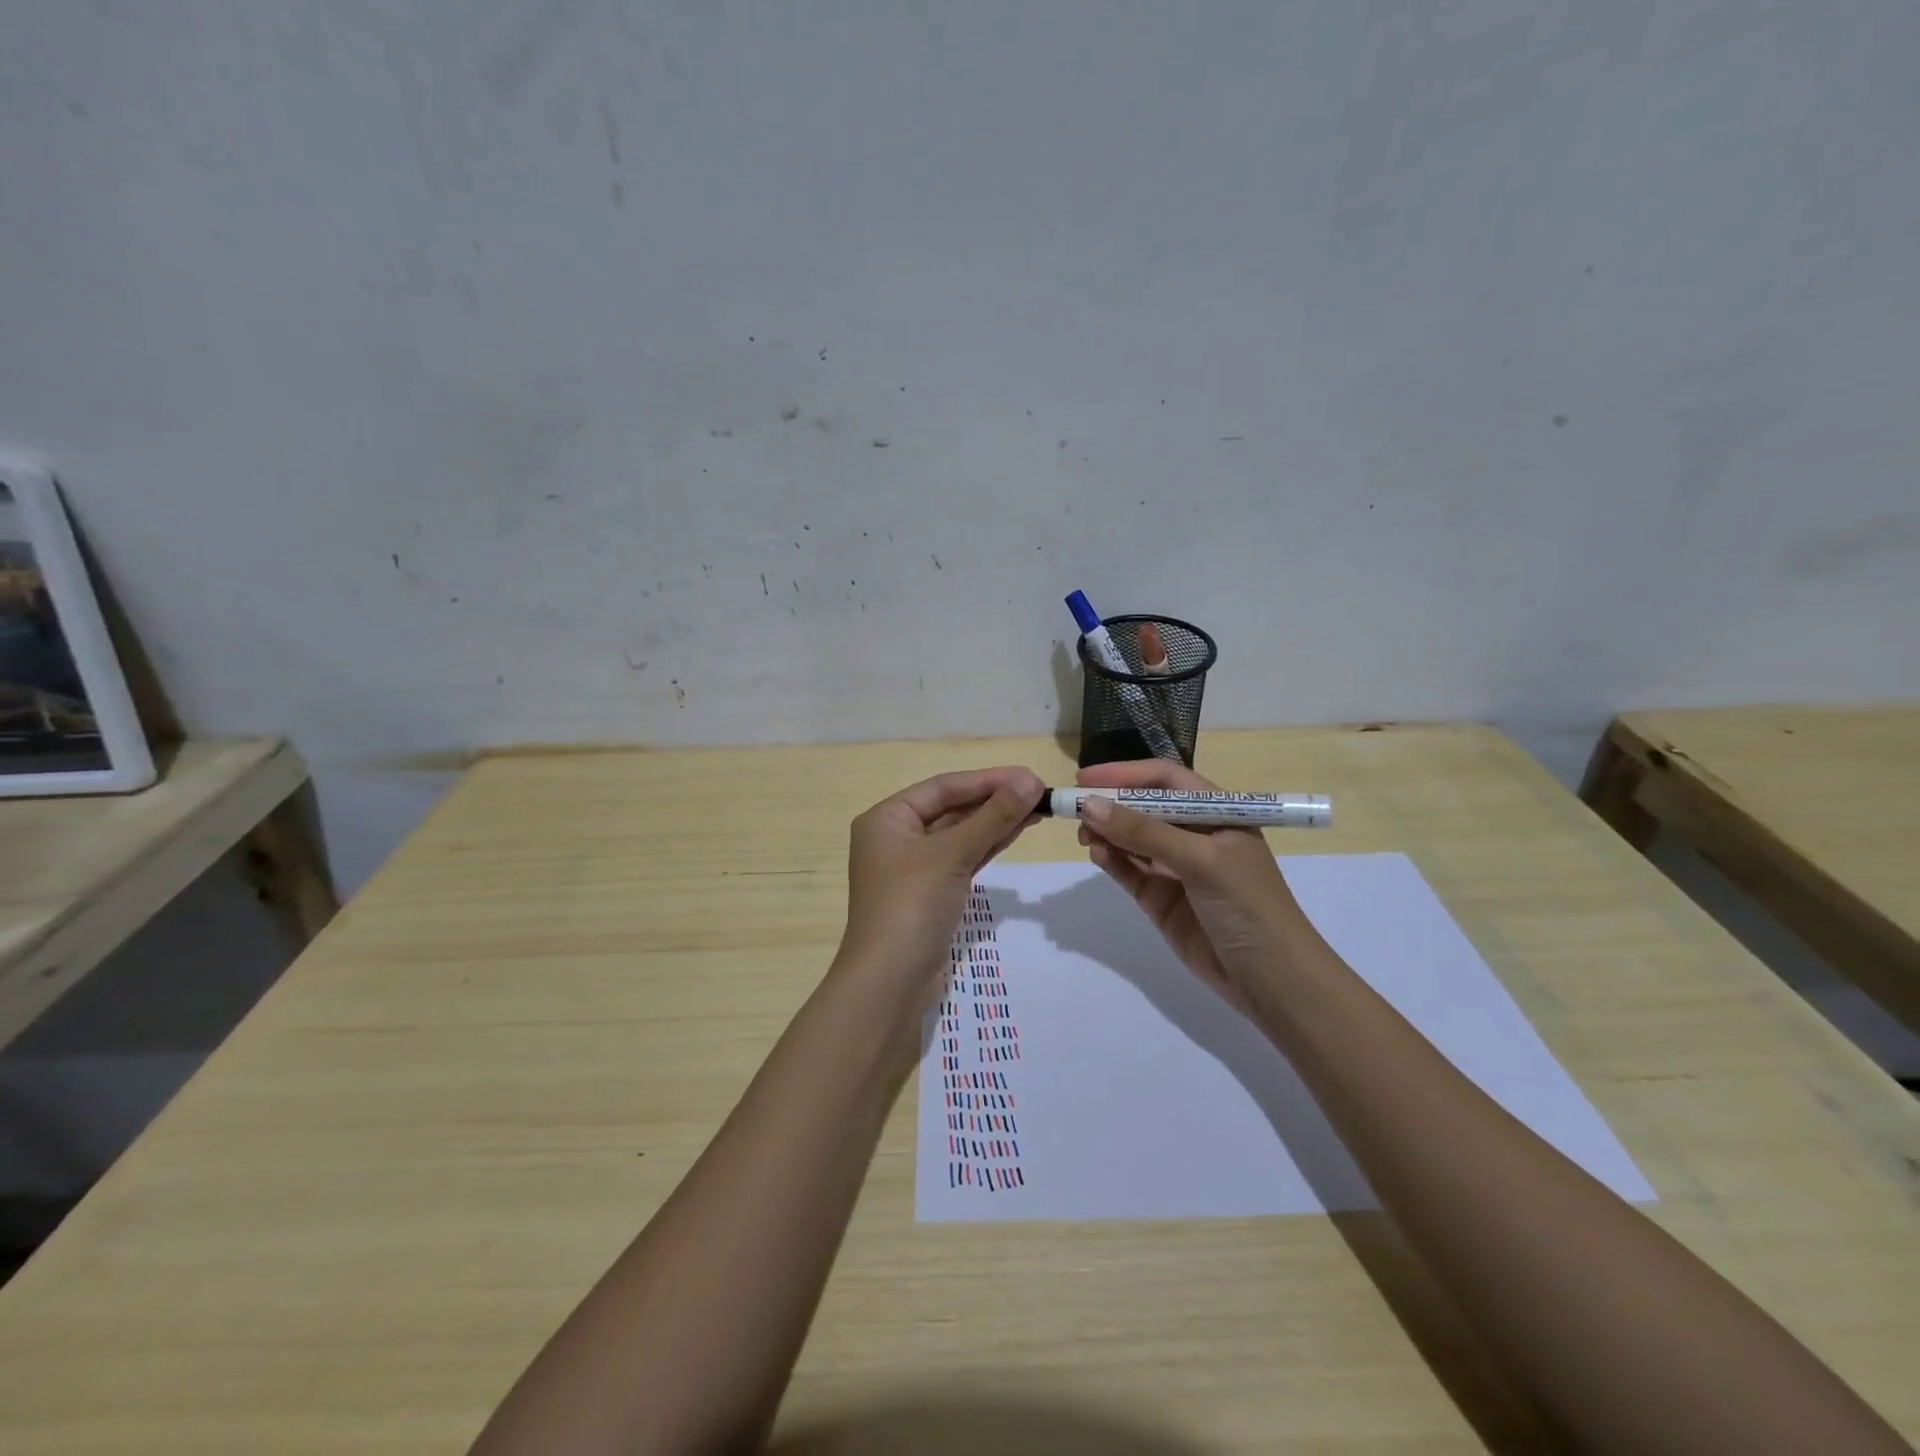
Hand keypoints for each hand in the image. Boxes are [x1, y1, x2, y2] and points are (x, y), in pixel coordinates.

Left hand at [835, 766, 1045, 1007]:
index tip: (1030, 776)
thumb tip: (1031, 781)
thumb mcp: (953, 854)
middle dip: (994, 800)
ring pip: (960, 834)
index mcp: (887, 819)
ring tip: (1038, 809)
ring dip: (996, 822)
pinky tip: (1017, 832)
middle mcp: (896, 837)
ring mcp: (913, 867)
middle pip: (952, 809)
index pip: (944, 787)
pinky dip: (988, 846)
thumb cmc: (912, 905)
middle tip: (1039, 793)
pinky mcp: (930, 893)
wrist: (890, 981)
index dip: (988, 779)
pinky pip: (962, 858)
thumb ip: (993, 817)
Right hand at [1076, 759, 1307, 1016]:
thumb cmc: (1249, 906)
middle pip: (1143, 807)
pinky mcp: (1160, 899)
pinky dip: (1111, 860)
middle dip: (1110, 804)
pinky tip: (1096, 853)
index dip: (1126, 774)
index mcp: (1216, 814)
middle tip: (1074, 808)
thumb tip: (1089, 804)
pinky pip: (1129, 870)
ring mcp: (1175, 868)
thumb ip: (1144, 833)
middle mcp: (1194, 835)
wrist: (1273, 982)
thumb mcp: (1202, 861)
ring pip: (1131, 839)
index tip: (1085, 778)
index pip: (1165, 780)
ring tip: (1082, 834)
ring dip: (1106, 831)